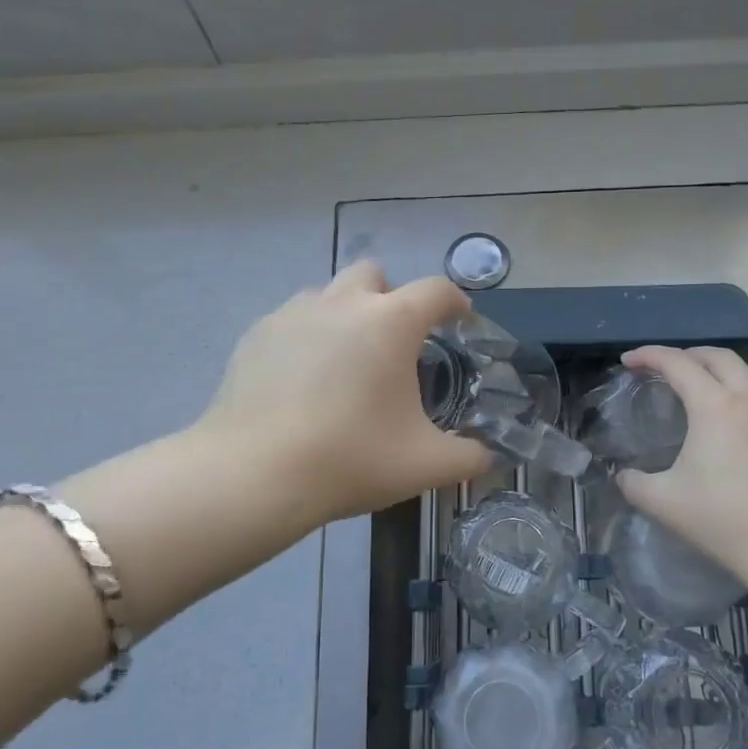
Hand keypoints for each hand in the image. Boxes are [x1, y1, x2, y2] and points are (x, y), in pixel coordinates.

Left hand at [195, 261, 495, 531]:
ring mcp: (294, 313)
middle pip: (375, 275)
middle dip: (391, 297)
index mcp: (391, 322)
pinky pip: (294, 320)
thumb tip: (493, 457)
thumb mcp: (424, 465)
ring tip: (346, 363)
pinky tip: (303, 380)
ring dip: (346, 314)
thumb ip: (470, 457)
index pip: (436, 291)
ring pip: (329, 294)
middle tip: (395, 343)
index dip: (455, 302)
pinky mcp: (257, 334)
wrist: (254, 474)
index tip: (461, 320)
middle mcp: (343, 303)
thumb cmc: (350, 459)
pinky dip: (308, 337)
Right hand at [616, 345, 747, 582]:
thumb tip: (623, 476)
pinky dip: (733, 403)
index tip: (628, 361)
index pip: (678, 364)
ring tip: (691, 398)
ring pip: (743, 380)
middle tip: (664, 367)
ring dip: (715, 377)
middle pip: (720, 357)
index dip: (649, 355)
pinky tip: (722, 434)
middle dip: (689, 354)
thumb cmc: (722, 518)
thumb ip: (633, 483)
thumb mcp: (663, 502)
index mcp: (715, 407)